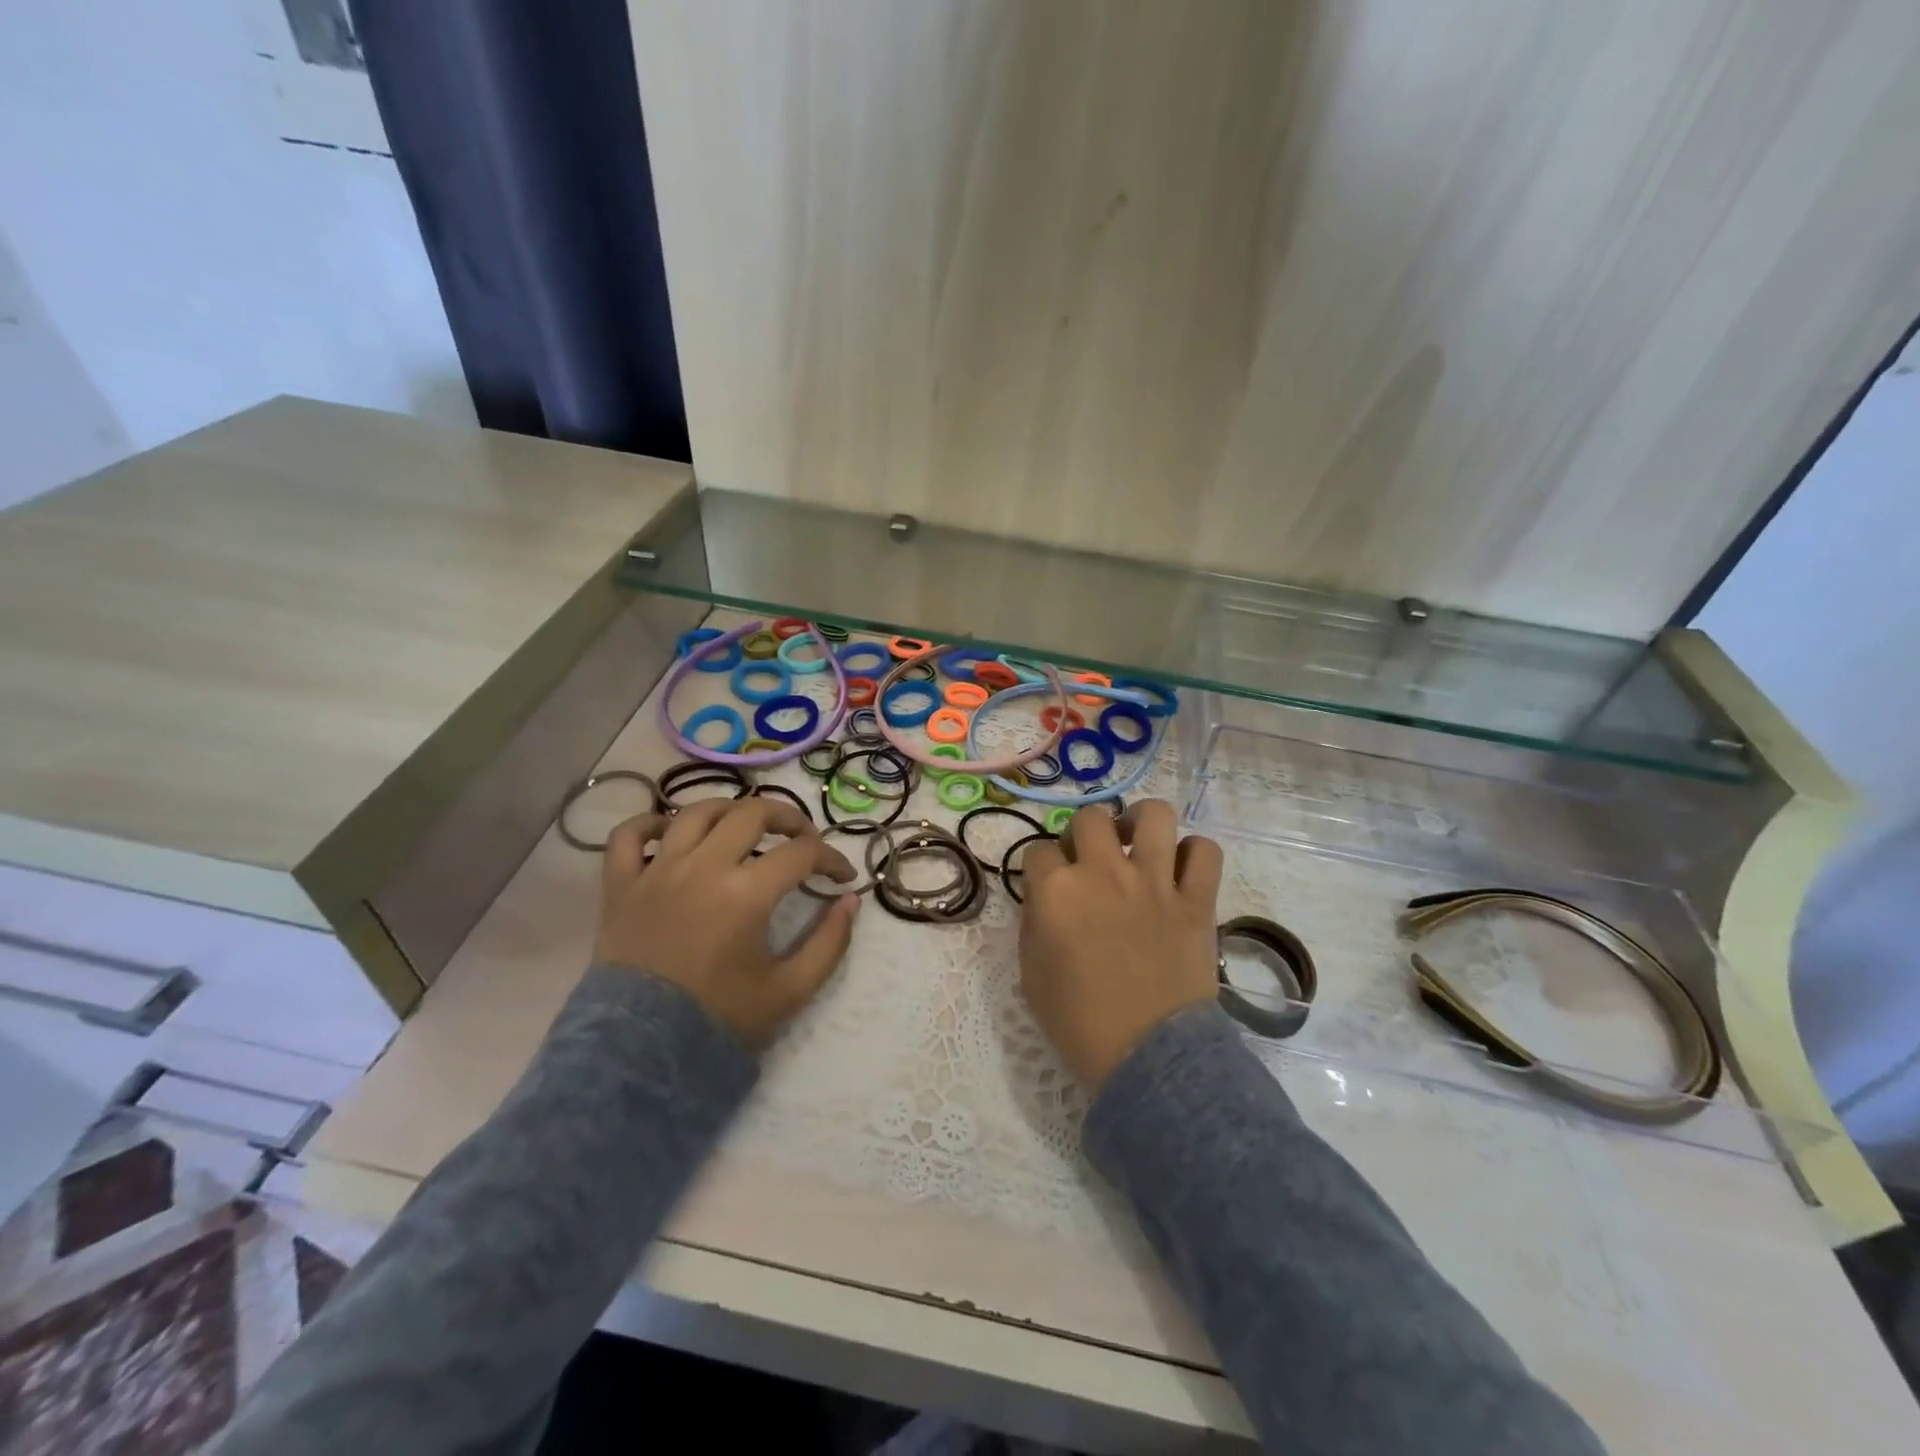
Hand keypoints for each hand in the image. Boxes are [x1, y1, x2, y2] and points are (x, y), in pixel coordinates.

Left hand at [595, 798, 858, 1048]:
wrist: (642, 1053)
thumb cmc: (720, 1019)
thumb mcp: (791, 990)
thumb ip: (830, 943)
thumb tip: (850, 900)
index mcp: (746, 893)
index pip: (802, 853)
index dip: (831, 858)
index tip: (842, 876)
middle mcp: (702, 867)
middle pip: (752, 813)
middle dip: (789, 818)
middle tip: (803, 839)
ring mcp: (656, 871)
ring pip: (696, 812)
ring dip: (729, 810)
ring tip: (746, 827)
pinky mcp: (620, 885)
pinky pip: (627, 836)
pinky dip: (649, 823)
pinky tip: (672, 831)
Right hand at [1019, 799, 1222, 1091]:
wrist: (1146, 1056)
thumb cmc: (1078, 1021)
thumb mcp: (1031, 972)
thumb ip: (1035, 921)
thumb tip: (1046, 897)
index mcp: (1057, 891)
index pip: (1038, 851)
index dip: (1040, 867)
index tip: (1047, 885)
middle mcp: (1104, 873)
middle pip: (1090, 817)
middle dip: (1083, 833)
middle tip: (1090, 859)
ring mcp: (1155, 882)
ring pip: (1154, 815)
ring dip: (1140, 823)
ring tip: (1137, 843)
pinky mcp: (1196, 900)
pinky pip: (1205, 852)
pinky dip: (1194, 854)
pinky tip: (1180, 870)